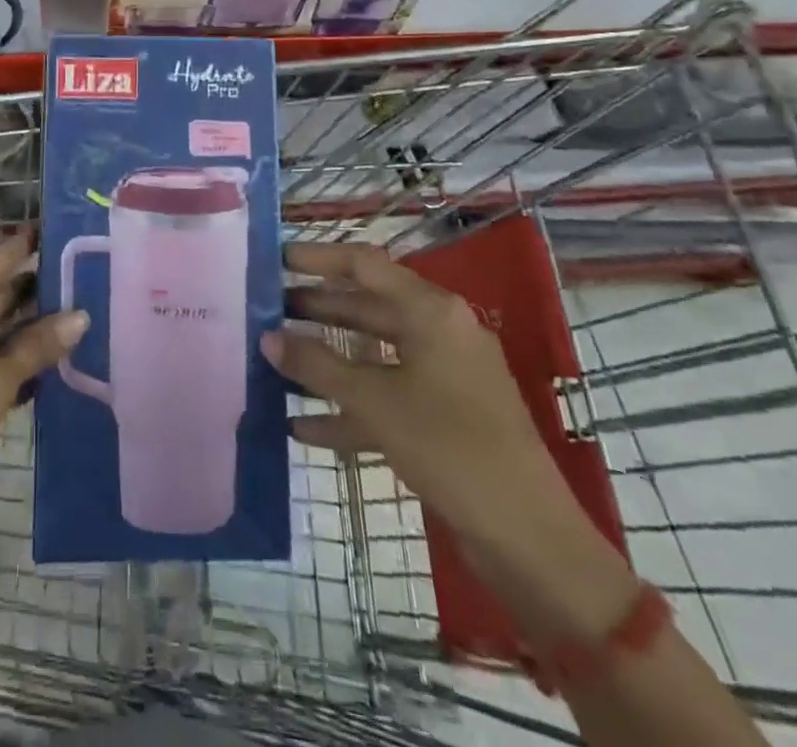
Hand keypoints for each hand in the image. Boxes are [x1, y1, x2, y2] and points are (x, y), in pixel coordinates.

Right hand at [261, 242, 559, 532]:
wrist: (529, 539)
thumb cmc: (451, 449)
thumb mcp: (375, 403)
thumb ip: (317, 365)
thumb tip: (267, 338)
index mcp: (432, 312)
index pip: (365, 264)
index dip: (318, 258)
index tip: (275, 259)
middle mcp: (440, 332)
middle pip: (368, 307)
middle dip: (317, 309)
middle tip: (268, 310)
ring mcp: (445, 376)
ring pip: (375, 353)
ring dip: (328, 358)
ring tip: (277, 359)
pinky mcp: (445, 416)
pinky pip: (388, 396)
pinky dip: (350, 405)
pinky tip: (303, 426)